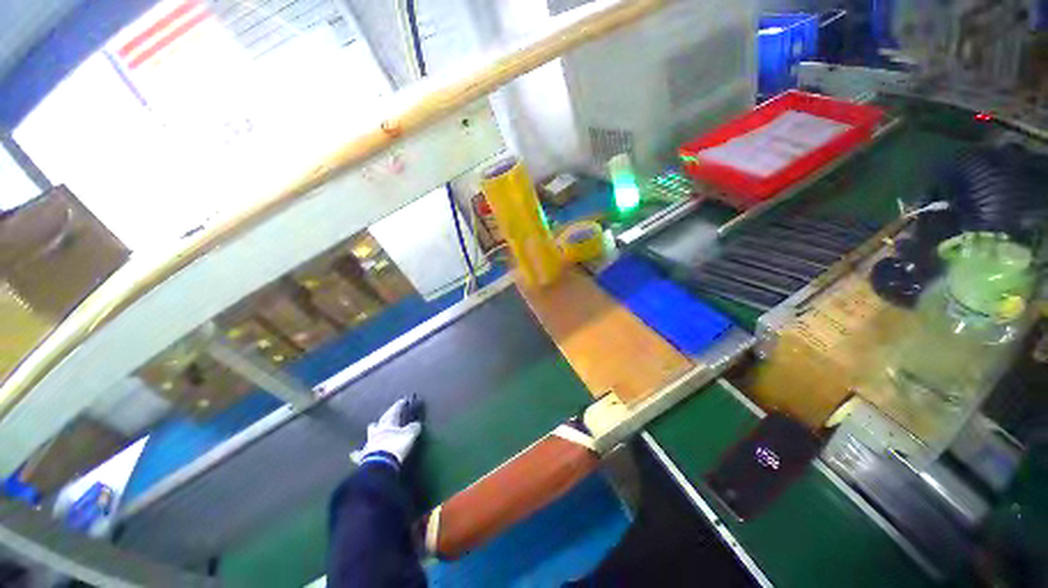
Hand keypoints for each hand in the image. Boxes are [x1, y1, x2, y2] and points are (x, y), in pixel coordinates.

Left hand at [351, 398, 423, 466]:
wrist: (380, 465)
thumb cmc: (396, 446)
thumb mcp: (410, 434)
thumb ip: (413, 427)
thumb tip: (416, 423)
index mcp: (388, 424)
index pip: (394, 411)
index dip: (399, 405)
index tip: (403, 400)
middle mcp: (377, 431)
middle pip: (379, 421)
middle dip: (384, 418)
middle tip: (387, 416)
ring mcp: (369, 443)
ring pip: (369, 434)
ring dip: (372, 431)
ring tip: (373, 429)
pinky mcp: (363, 456)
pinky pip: (359, 453)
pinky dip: (357, 452)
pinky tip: (353, 453)